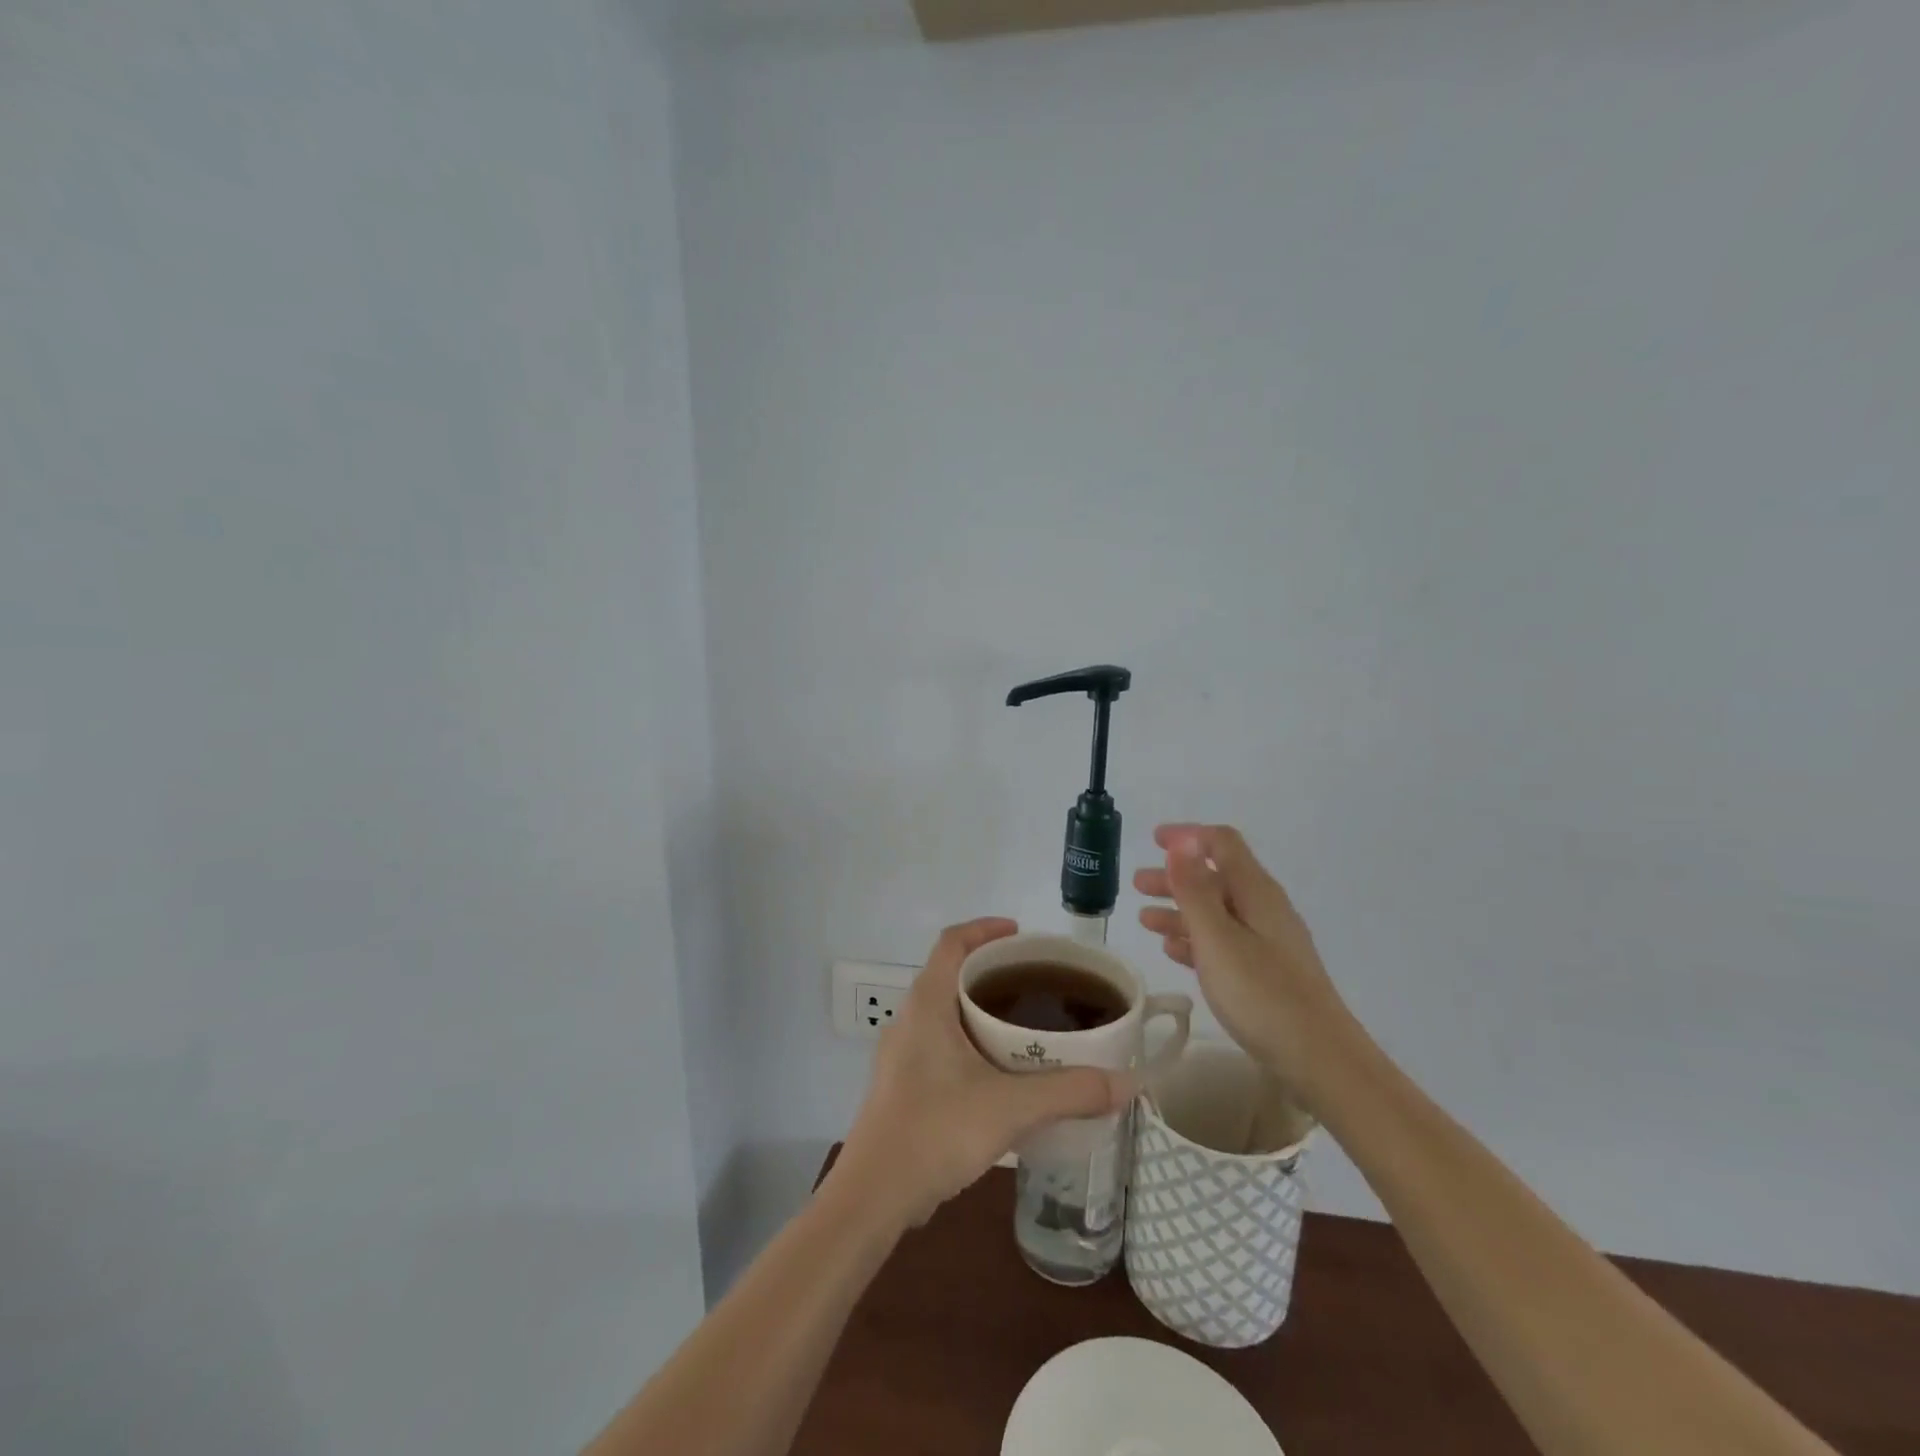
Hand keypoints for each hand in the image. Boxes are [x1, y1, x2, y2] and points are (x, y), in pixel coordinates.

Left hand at [837, 918, 1132, 1229]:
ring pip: (945, 1013)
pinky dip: (970, 1042)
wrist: (874, 1196)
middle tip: (1037, 984)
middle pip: (950, 975)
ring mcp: (901, 1054)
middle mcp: (909, 1019)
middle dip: (992, 972)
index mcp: (927, 1004)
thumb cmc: (936, 1130)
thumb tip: (1127, 1082)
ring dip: (980, 1010)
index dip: (984, 928)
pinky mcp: (902, 1085)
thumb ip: (1070, 1091)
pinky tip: (1000, 1073)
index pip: (952, 942)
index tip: (1020, 934)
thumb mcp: (1010, 1107)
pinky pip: (940, 1044)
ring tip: (1025, 1026)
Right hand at [1134, 824, 1353, 1100]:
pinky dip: (1195, 939)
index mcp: (1256, 893)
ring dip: (1180, 910)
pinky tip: (1173, 950)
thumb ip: (1194, 890)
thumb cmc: (1262, 995)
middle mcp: (1264, 910)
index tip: (1153, 840)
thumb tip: (1181, 841)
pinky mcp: (1266, 974)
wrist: (1321, 1061)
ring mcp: (1268, 943)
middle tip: (1137, 884)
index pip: (1222, 844)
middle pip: (1216, 878)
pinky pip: (1223, 943)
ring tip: (1145, 920)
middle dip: (1175, 876)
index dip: (1187, 837)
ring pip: (1216, 913)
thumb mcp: (1218, 939)